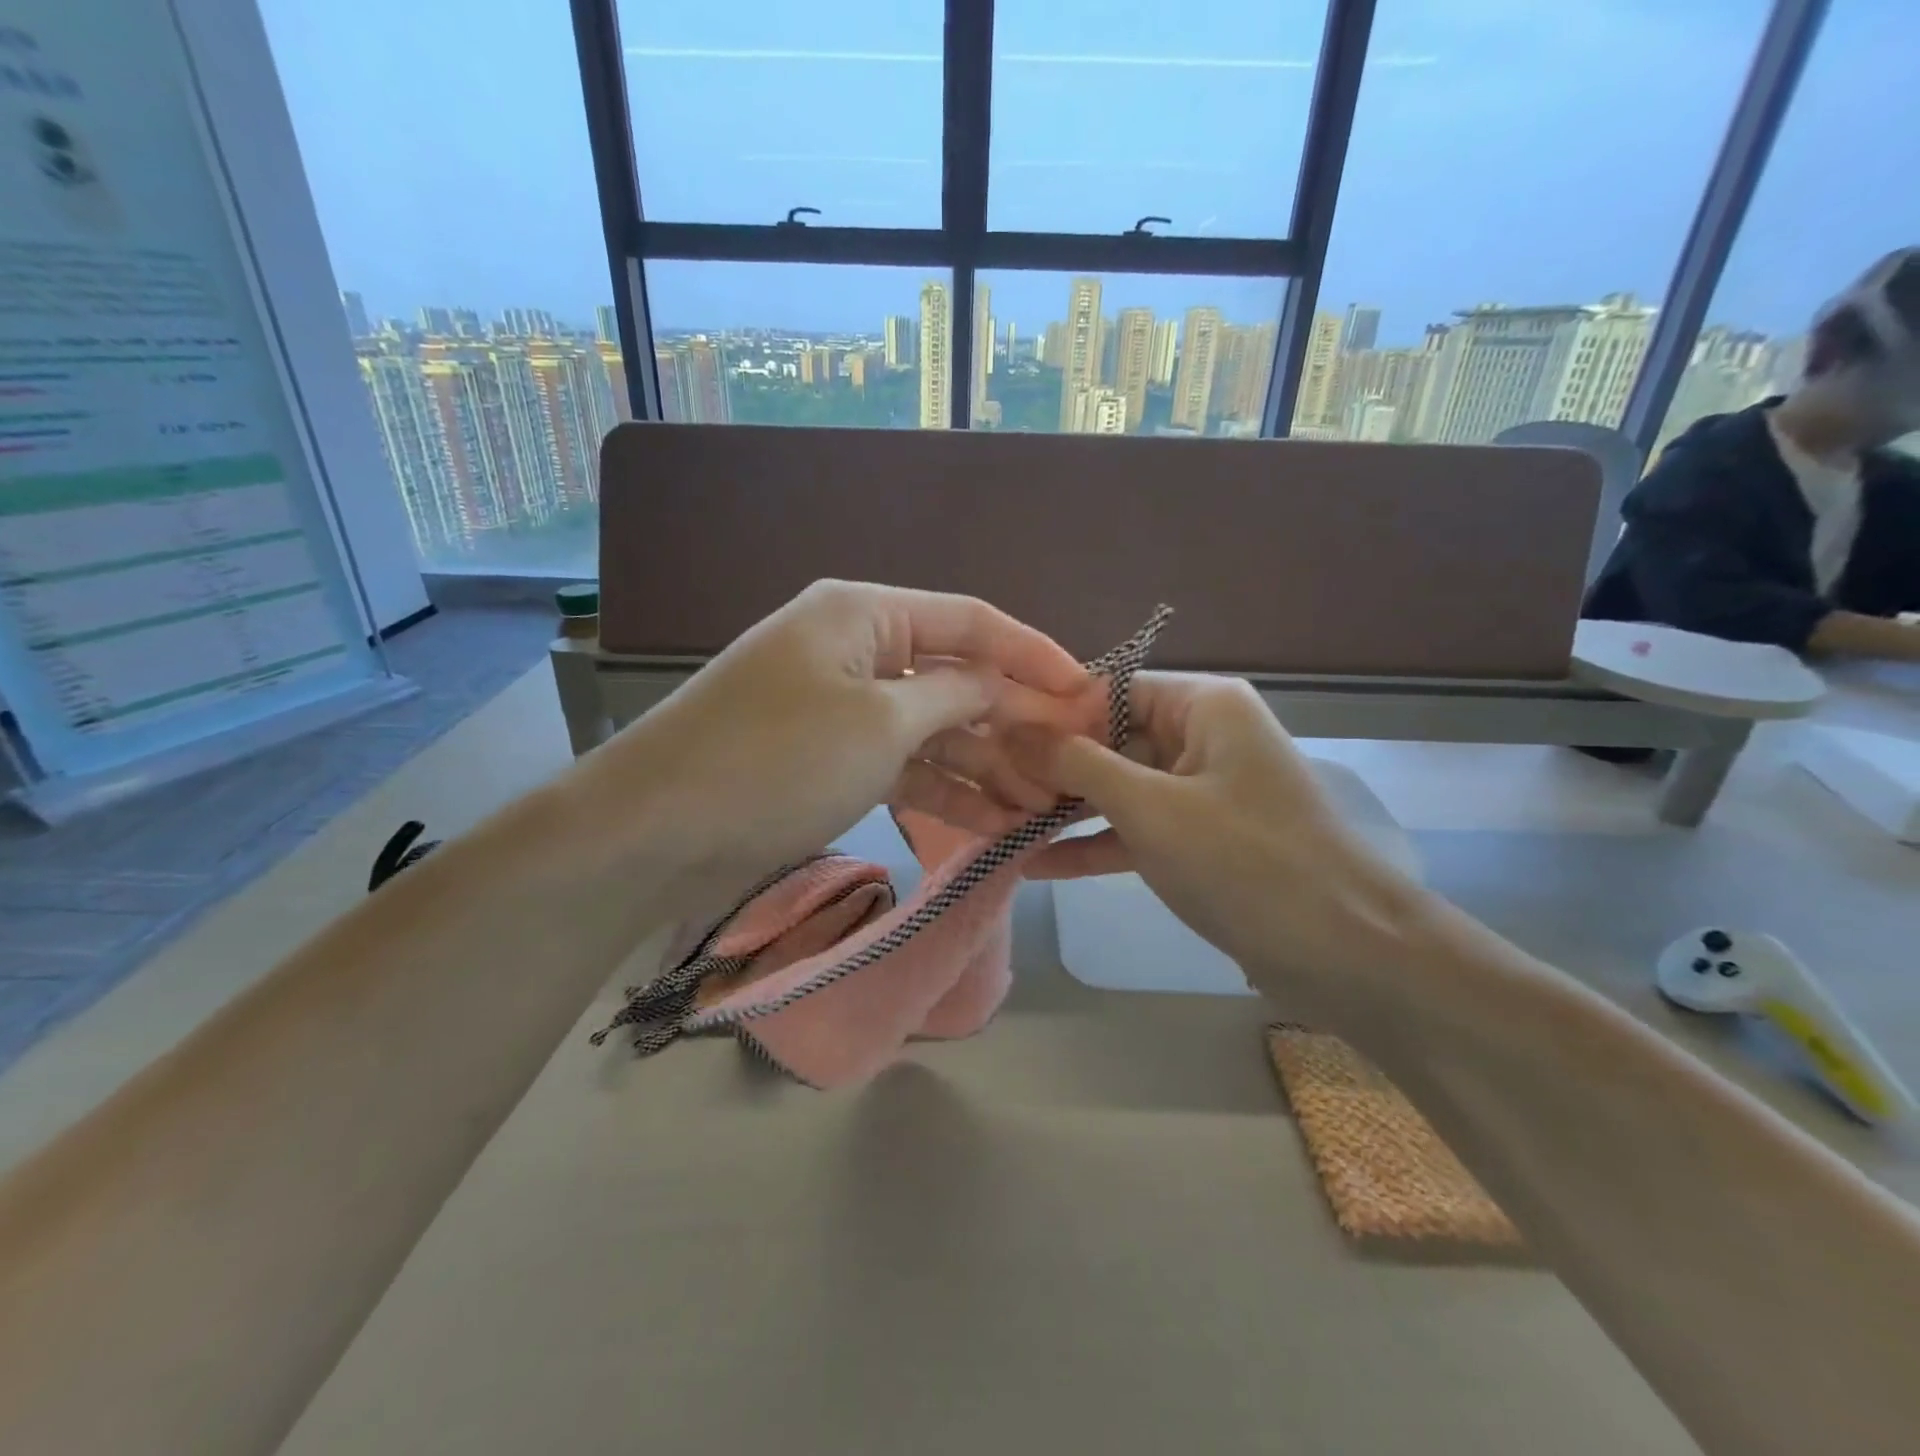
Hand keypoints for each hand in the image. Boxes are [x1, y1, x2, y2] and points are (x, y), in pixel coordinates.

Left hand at [600, 580, 1091, 898]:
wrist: (655, 829)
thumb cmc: (776, 758)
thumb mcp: (880, 723)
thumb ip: (955, 697)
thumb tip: (1005, 687)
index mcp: (865, 614)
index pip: (972, 621)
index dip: (1035, 655)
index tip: (1090, 692)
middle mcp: (856, 649)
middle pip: (955, 677)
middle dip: (1014, 721)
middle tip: (1073, 764)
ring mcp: (842, 707)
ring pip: (932, 728)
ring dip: (985, 764)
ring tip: (1043, 805)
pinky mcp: (830, 757)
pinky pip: (903, 763)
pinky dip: (944, 790)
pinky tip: (993, 822)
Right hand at [1015, 673, 1429, 1011]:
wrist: (1346, 955)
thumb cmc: (1246, 862)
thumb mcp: (1150, 807)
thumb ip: (1076, 763)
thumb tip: (1010, 725)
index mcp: (1203, 705)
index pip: (1109, 689)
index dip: (1050, 713)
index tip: (990, 738)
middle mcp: (1200, 737)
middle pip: (1109, 738)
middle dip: (1050, 767)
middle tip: (985, 788)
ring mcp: (1199, 792)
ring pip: (1117, 788)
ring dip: (1064, 809)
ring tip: (997, 824)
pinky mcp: (1197, 841)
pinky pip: (1134, 830)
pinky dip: (1093, 845)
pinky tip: (1035, 865)